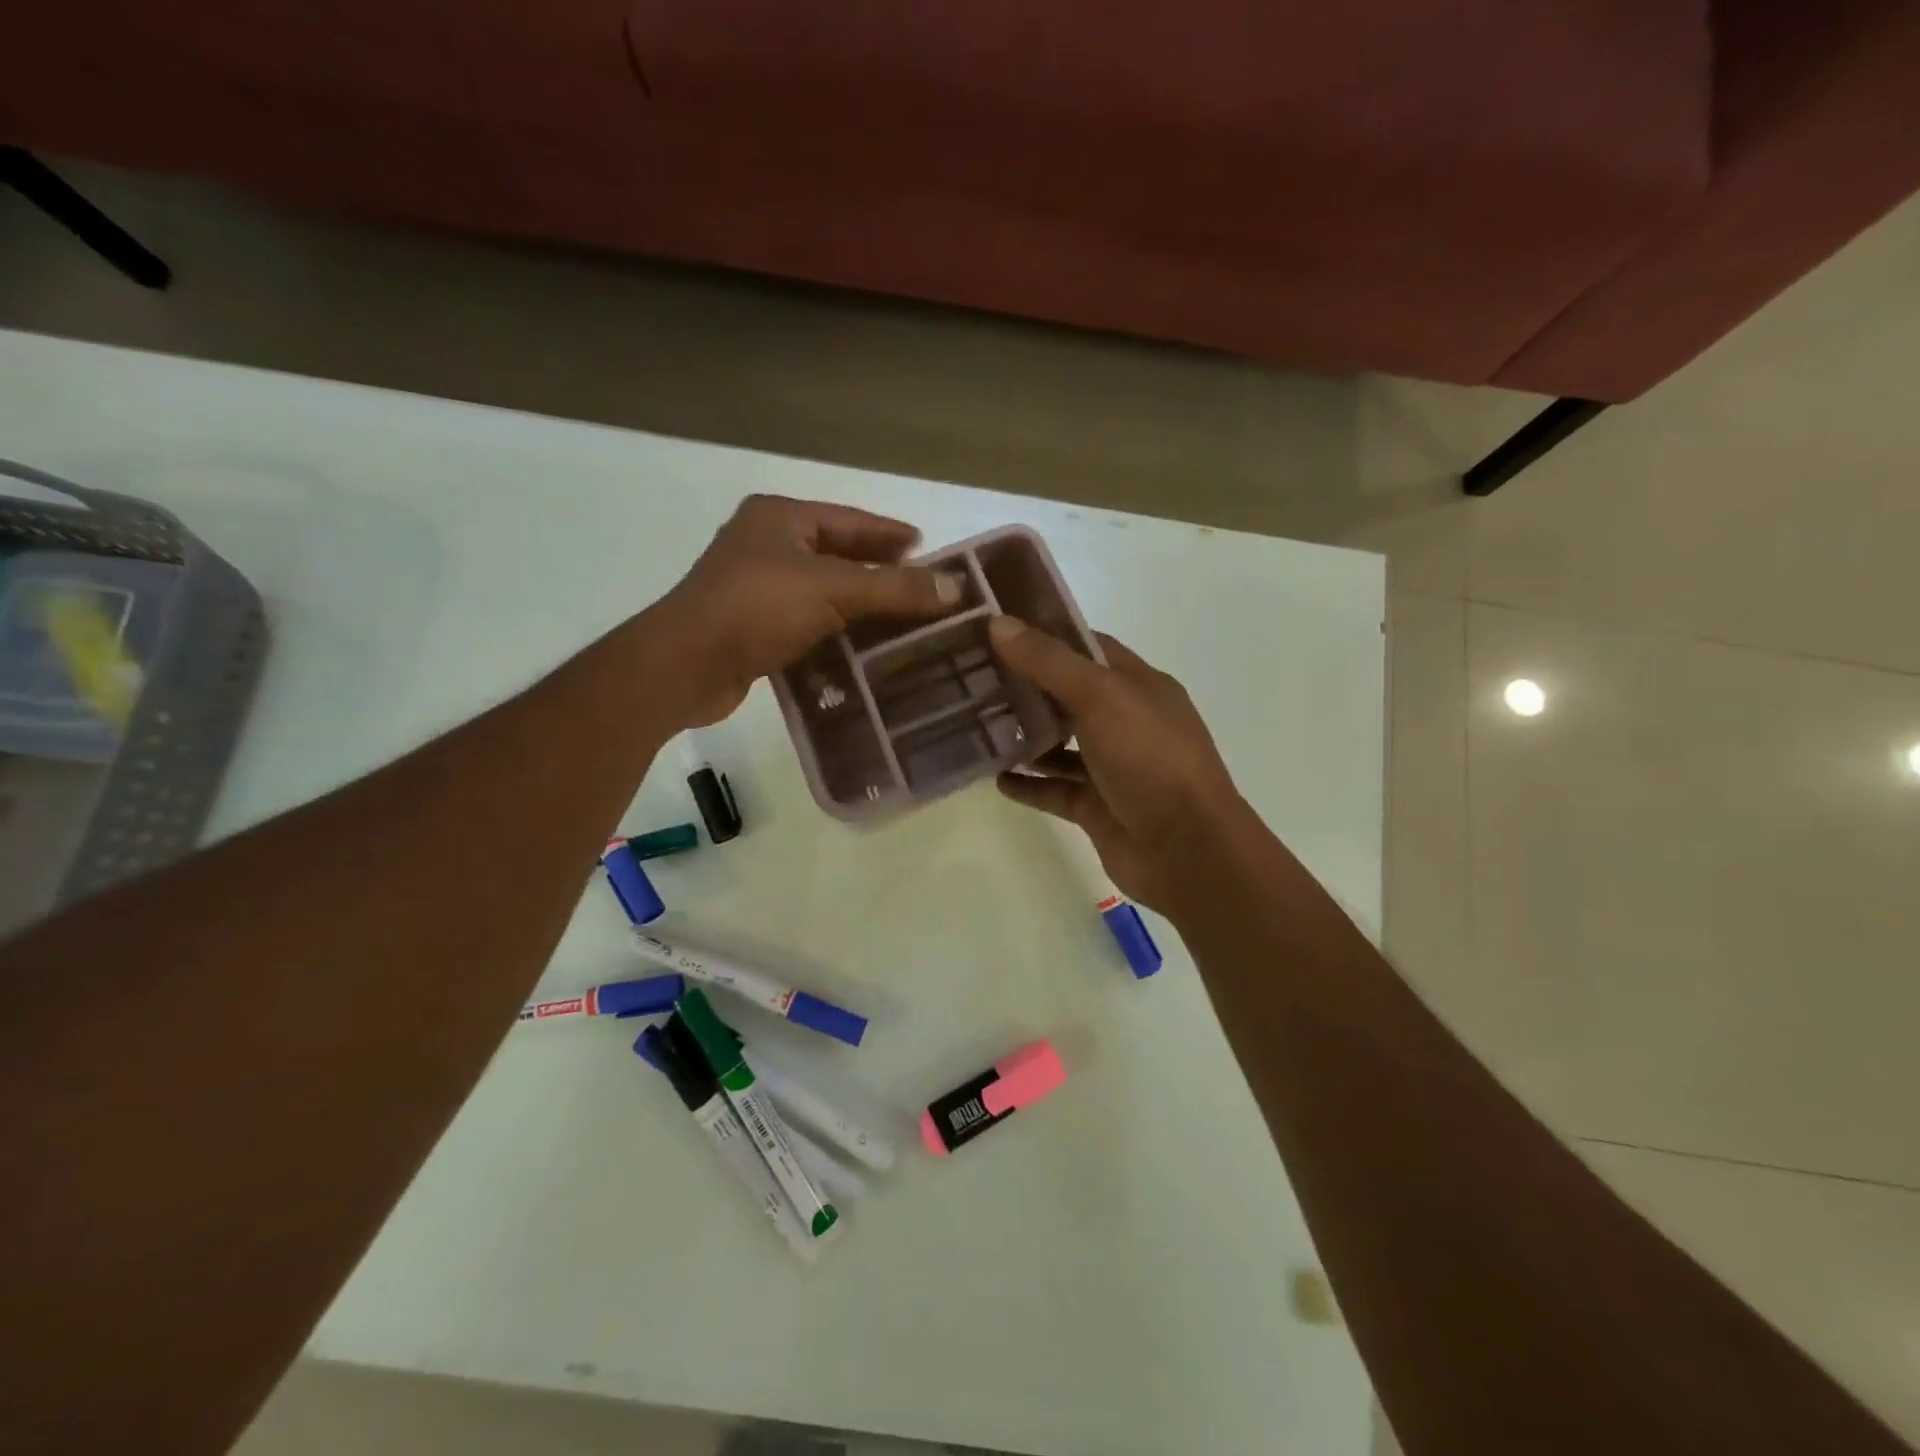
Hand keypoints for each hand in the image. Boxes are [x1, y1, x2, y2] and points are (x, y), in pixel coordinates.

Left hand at [656, 494, 962, 725]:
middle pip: (838, 555)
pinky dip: (836, 634)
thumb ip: (895, 588)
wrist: (686, 665)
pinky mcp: (753, 628)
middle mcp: (766, 545)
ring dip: (860, 608)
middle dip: (880, 573)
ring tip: (904, 623)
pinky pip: (807, 624)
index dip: (891, 534)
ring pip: (823, 593)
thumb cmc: (757, 608)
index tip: (928, 549)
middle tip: (923, 590)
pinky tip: (864, 651)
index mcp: (780, 518)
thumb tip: (957, 589)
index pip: (851, 520)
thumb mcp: (833, 589)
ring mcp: (756, 588)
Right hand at [989, 616, 1242, 912]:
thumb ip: (1049, 662)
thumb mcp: (1101, 697)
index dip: (1046, 634)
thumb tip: (998, 623)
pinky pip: (1055, 789)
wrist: (1187, 850)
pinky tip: (995, 777)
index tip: (997, 628)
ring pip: (1060, 744)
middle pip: (1068, 695)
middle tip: (973, 675)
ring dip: (1025, 735)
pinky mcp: (1097, 807)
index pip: (1088, 647)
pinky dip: (1028, 783)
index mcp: (1138, 685)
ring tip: (976, 724)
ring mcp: (1112, 767)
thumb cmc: (1150, 759)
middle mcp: (1126, 721)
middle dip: (1026, 685)